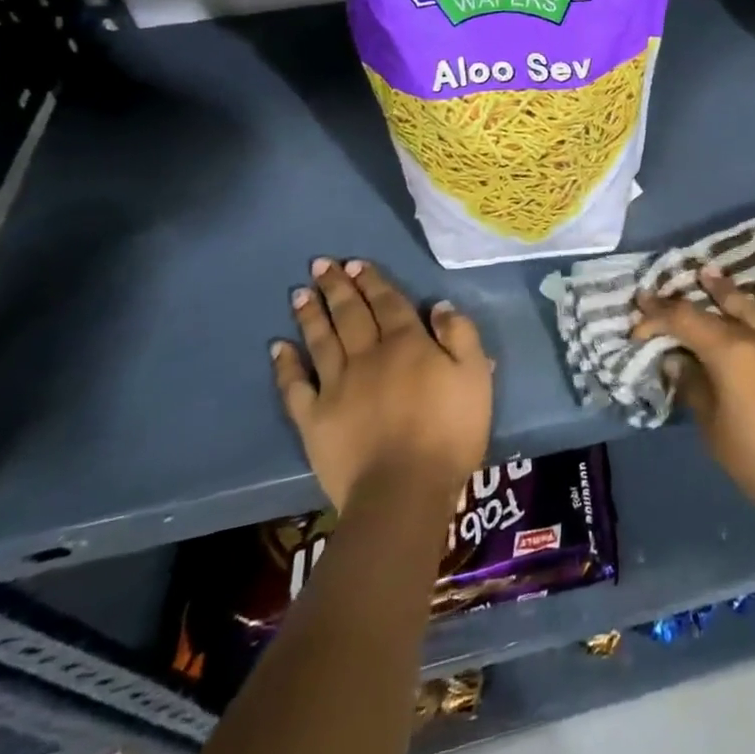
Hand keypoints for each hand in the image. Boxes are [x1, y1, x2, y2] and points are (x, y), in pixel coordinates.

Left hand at [272, 260, 492, 511]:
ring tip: (300, 293)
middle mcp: (368, 355)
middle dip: (337, 287)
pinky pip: (295, 386)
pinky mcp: (314, 419)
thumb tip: (439, 306)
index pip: (388, 302)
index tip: (356, 263)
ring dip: (311, 314)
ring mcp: (336, 386)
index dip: (373, 281)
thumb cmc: (450, 431)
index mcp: (408, 343)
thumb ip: (460, 336)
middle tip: (321, 265)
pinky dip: (285, 365)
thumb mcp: (476, 376)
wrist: (404, 490)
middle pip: (350, 314)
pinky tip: (278, 347)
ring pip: (321, 341)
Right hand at [632, 266, 754, 538]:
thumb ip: (694, 388)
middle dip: (687, 302)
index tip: (638, 319)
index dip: (659, 316)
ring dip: (729, 291)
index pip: (686, 322)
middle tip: (664, 292)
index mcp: (731, 355)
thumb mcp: (715, 431)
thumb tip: (676, 359)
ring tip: (709, 274)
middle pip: (719, 311)